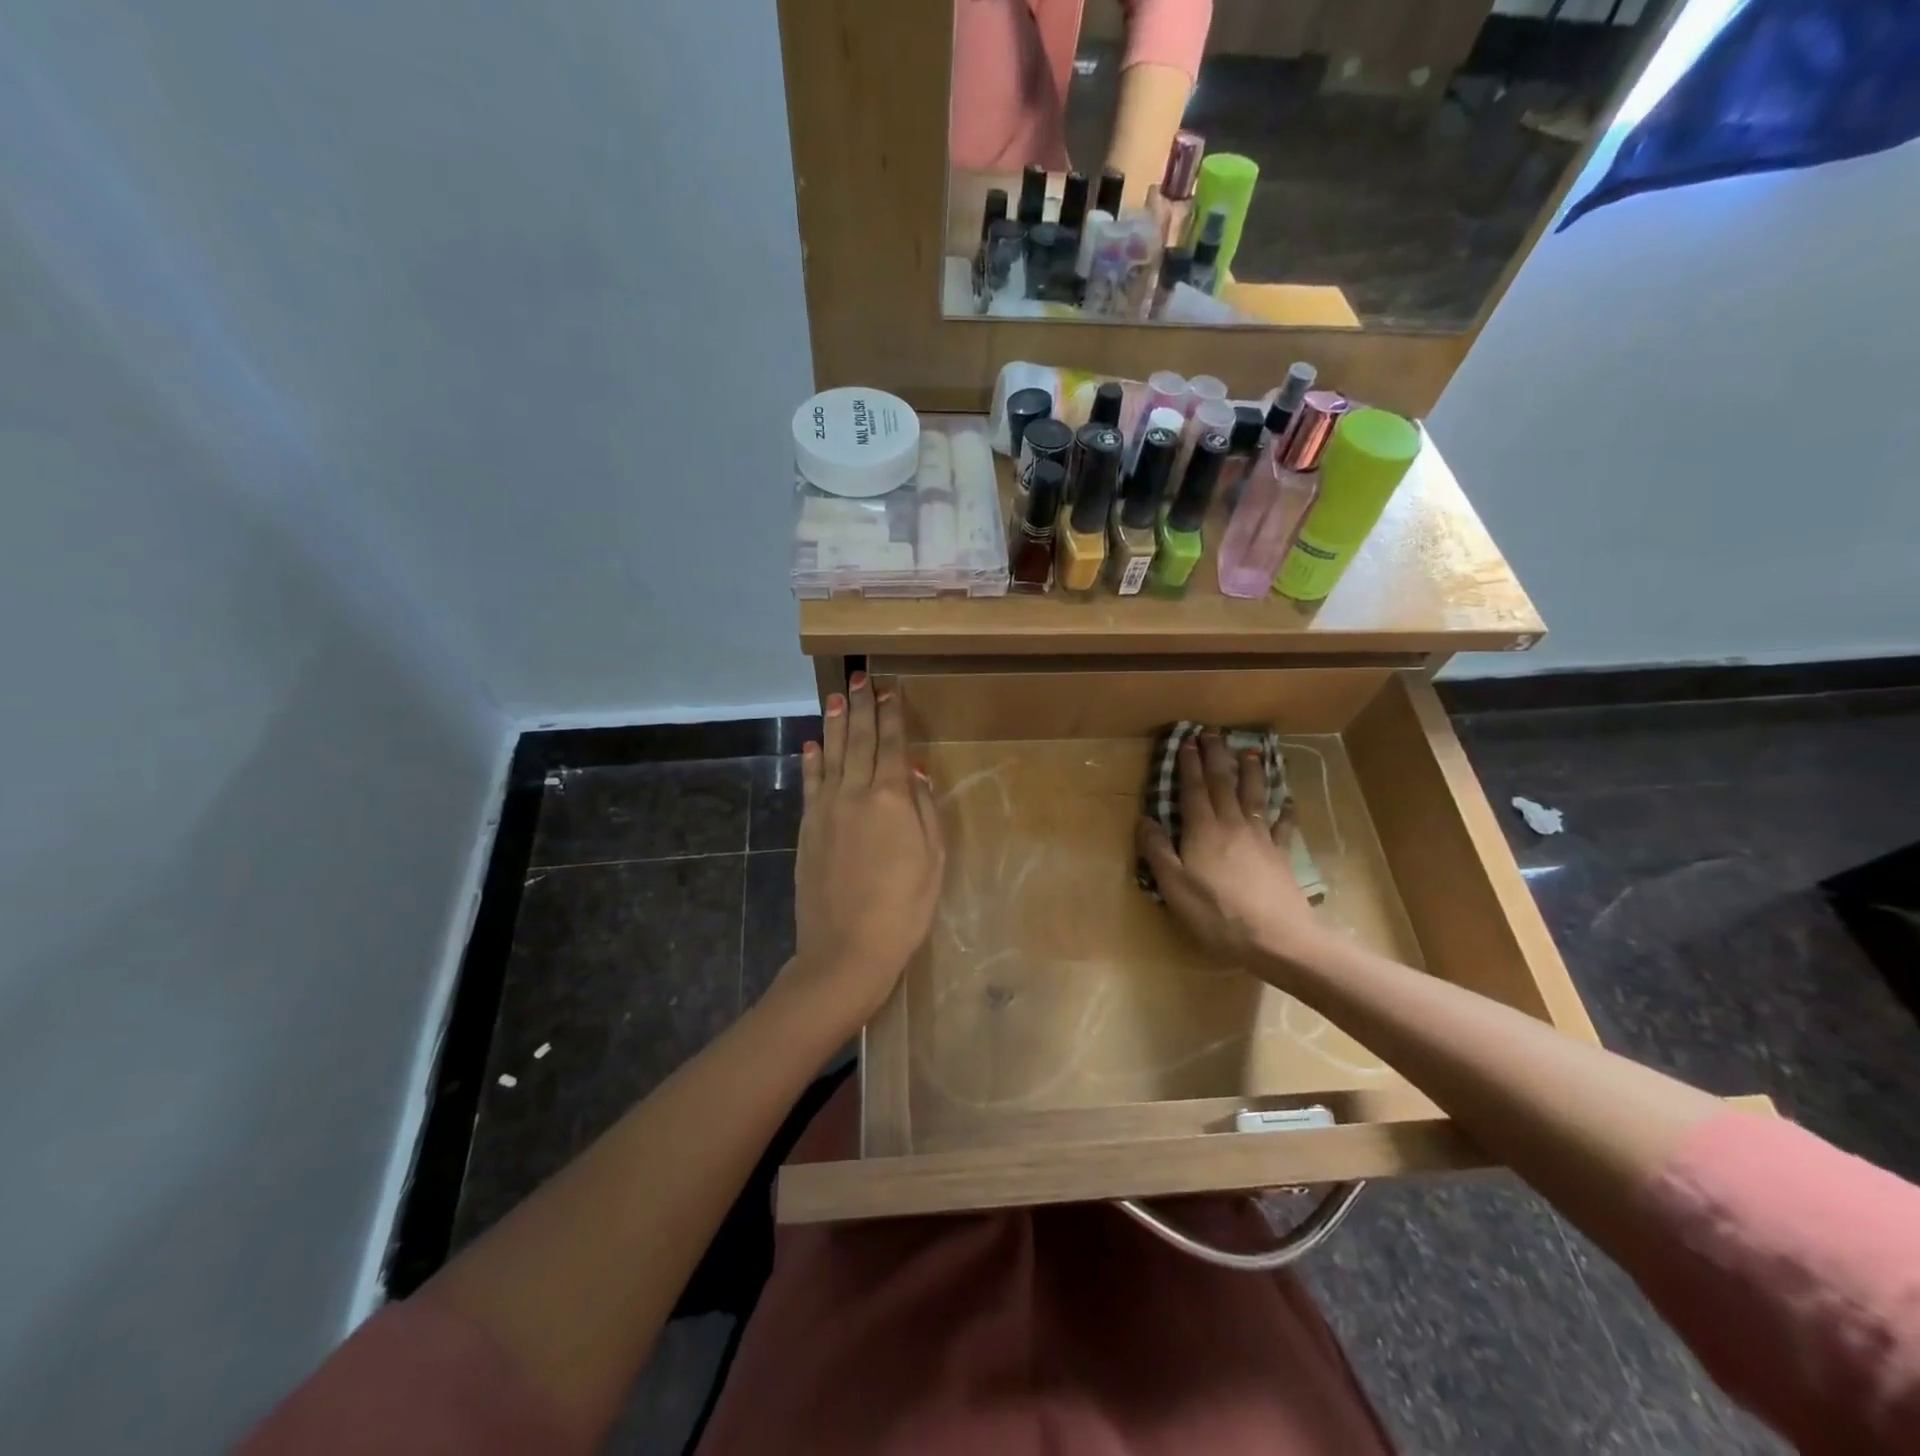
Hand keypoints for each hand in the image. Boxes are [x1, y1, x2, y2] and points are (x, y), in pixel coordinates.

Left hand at [774, 673, 944, 1035]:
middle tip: (861, 677)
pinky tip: (810, 744)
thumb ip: (924, 810)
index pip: (891, 745)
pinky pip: (810, 784)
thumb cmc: (904, 907)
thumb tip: (913, 772)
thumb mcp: (932, 859)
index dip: (891, 716)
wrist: (847, 948)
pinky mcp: (808, 828)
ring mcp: (827, 809)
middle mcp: (855, 793)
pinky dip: (810, 761)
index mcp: (891, 798)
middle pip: (858, 740)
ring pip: (830, 754)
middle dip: (861, 707)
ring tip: (836, 696)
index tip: (890, 690)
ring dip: (833, 723)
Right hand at [1136, 733, 1327, 966]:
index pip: (1193, 790)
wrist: (1278, 939)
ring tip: (1250, 751)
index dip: (1189, 765)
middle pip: (1223, 784)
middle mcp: (1232, 825)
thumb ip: (1158, 851)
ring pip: (1254, 796)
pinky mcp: (1281, 855)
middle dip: (1216, 757)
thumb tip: (1144, 820)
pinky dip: (1284, 811)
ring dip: (1251, 772)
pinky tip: (1287, 801)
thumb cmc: (1218, 915)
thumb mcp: (1175, 887)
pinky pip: (1283, 826)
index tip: (1187, 741)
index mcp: (1203, 831)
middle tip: (1213, 732)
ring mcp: (1261, 838)